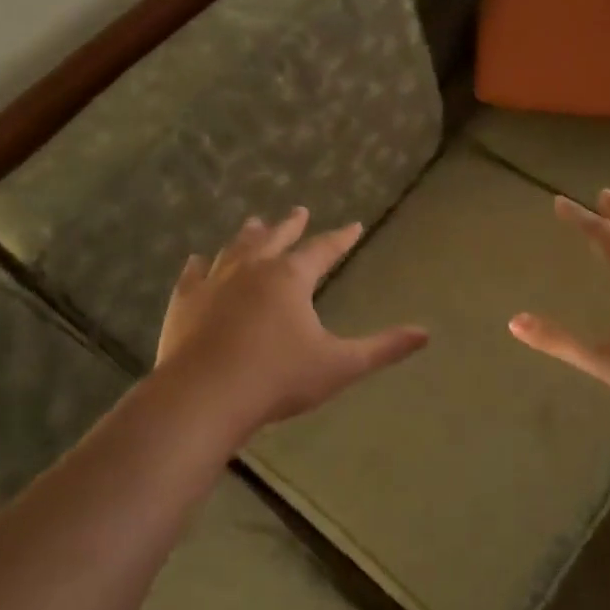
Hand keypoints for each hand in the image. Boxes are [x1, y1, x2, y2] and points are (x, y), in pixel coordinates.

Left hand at [156, 208, 427, 432]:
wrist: (204, 398)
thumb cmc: (278, 379)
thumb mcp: (340, 365)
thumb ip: (383, 348)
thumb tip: (426, 334)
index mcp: (290, 278)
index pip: (323, 249)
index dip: (340, 238)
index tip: (353, 226)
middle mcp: (253, 270)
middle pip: (275, 238)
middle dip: (290, 225)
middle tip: (298, 210)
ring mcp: (214, 283)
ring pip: (234, 249)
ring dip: (248, 236)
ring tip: (254, 223)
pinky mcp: (184, 304)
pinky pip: (192, 276)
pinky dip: (198, 266)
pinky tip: (197, 260)